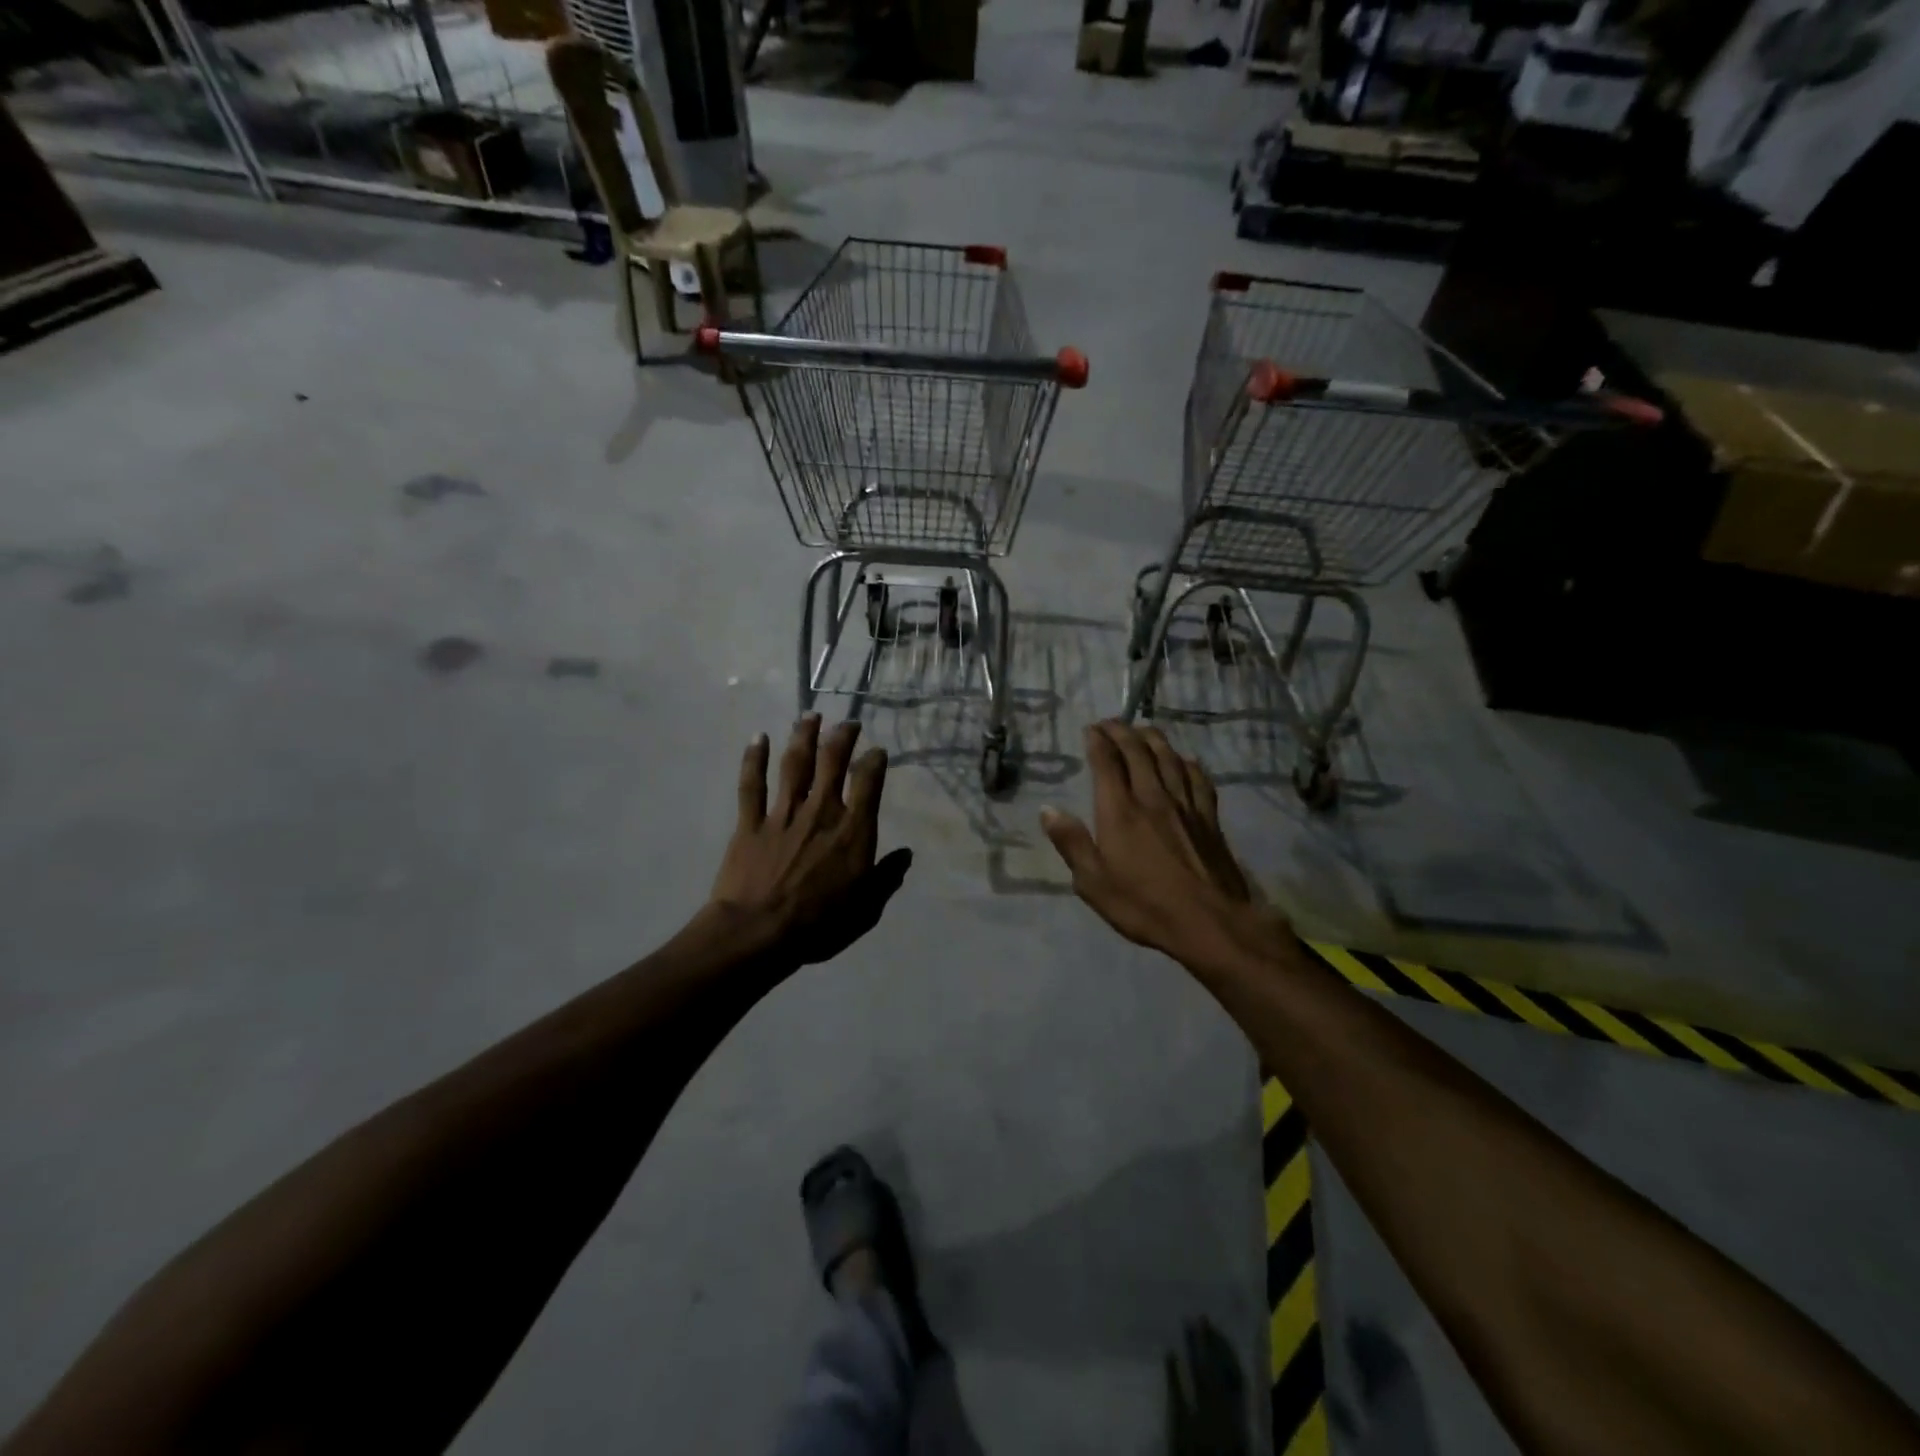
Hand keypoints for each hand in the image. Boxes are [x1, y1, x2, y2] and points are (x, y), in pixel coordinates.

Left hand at [709, 715, 911, 968]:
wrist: (759, 932)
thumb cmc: (819, 924)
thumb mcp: (866, 908)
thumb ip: (886, 878)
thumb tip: (905, 855)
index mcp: (852, 831)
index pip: (868, 782)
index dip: (875, 761)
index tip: (877, 751)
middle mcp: (820, 812)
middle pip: (832, 762)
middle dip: (841, 737)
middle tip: (847, 723)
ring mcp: (783, 814)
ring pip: (795, 764)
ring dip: (803, 736)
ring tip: (809, 716)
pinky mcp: (751, 823)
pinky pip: (752, 784)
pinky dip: (754, 759)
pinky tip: (758, 738)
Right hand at [1040, 722, 1290, 971]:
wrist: (1209, 922)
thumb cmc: (1144, 905)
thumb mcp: (1093, 882)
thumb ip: (1072, 843)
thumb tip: (1048, 810)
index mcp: (1120, 811)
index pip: (1107, 763)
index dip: (1098, 741)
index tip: (1090, 729)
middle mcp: (1152, 798)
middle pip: (1138, 752)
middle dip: (1122, 732)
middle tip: (1111, 723)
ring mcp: (1185, 806)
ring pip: (1169, 759)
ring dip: (1154, 739)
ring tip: (1143, 729)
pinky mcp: (1209, 819)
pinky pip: (1198, 779)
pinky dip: (1188, 763)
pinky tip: (1185, 760)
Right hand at [1166, 1318, 1251, 1455]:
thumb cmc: (1193, 1450)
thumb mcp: (1179, 1424)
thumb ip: (1175, 1389)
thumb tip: (1169, 1352)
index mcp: (1208, 1401)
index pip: (1201, 1365)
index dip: (1195, 1342)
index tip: (1188, 1320)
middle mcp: (1225, 1401)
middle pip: (1219, 1366)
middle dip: (1211, 1340)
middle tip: (1202, 1316)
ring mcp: (1237, 1407)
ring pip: (1233, 1372)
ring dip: (1225, 1349)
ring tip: (1215, 1328)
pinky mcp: (1244, 1414)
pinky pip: (1242, 1385)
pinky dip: (1235, 1364)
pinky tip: (1228, 1354)